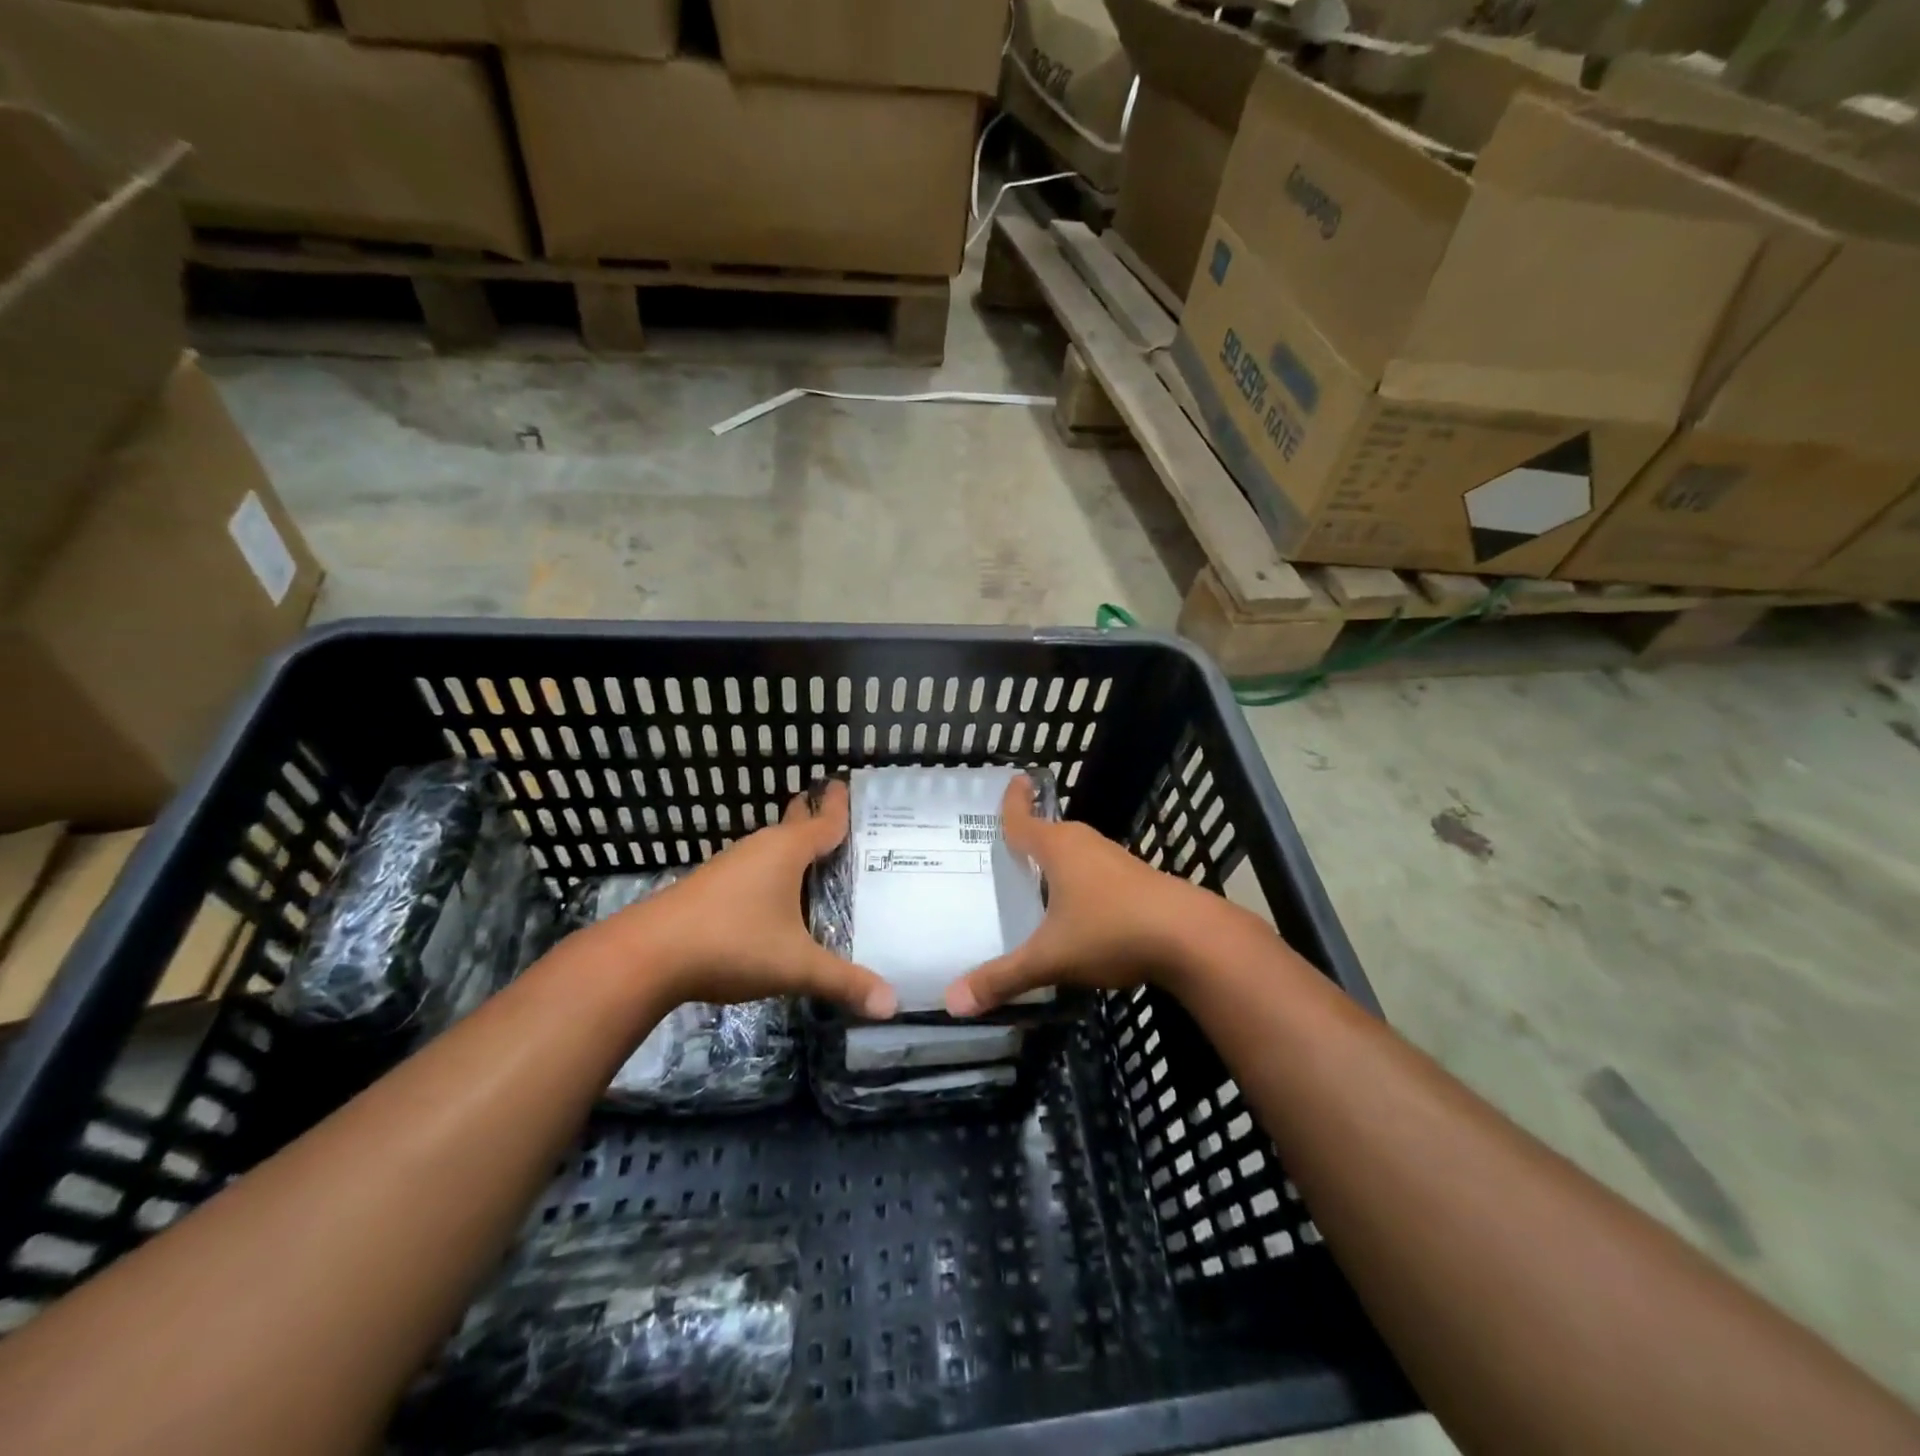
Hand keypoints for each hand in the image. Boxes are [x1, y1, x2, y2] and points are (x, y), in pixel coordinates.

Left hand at [604, 780, 896, 1018]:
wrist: (648, 955)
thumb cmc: (733, 943)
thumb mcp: (795, 965)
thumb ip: (843, 981)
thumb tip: (892, 1004)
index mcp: (787, 850)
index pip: (825, 820)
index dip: (840, 805)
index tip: (849, 783)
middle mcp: (760, 848)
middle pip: (796, 825)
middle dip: (818, 819)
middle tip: (847, 823)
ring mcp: (731, 865)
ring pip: (774, 848)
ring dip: (797, 851)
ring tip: (823, 862)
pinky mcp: (712, 886)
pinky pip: (756, 868)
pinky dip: (776, 873)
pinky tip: (780, 897)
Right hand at [945, 774, 1255, 1014]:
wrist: (1191, 938)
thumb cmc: (1111, 932)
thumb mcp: (1050, 959)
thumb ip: (1002, 979)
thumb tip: (951, 1002)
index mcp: (1058, 848)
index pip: (1024, 819)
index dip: (1013, 802)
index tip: (1015, 780)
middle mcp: (1086, 845)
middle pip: (1051, 833)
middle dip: (1032, 836)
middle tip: (1008, 847)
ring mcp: (1116, 861)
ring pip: (1077, 853)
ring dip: (1058, 861)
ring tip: (1038, 878)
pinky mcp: (1139, 881)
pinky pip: (1097, 872)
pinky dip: (1081, 882)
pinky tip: (1079, 910)